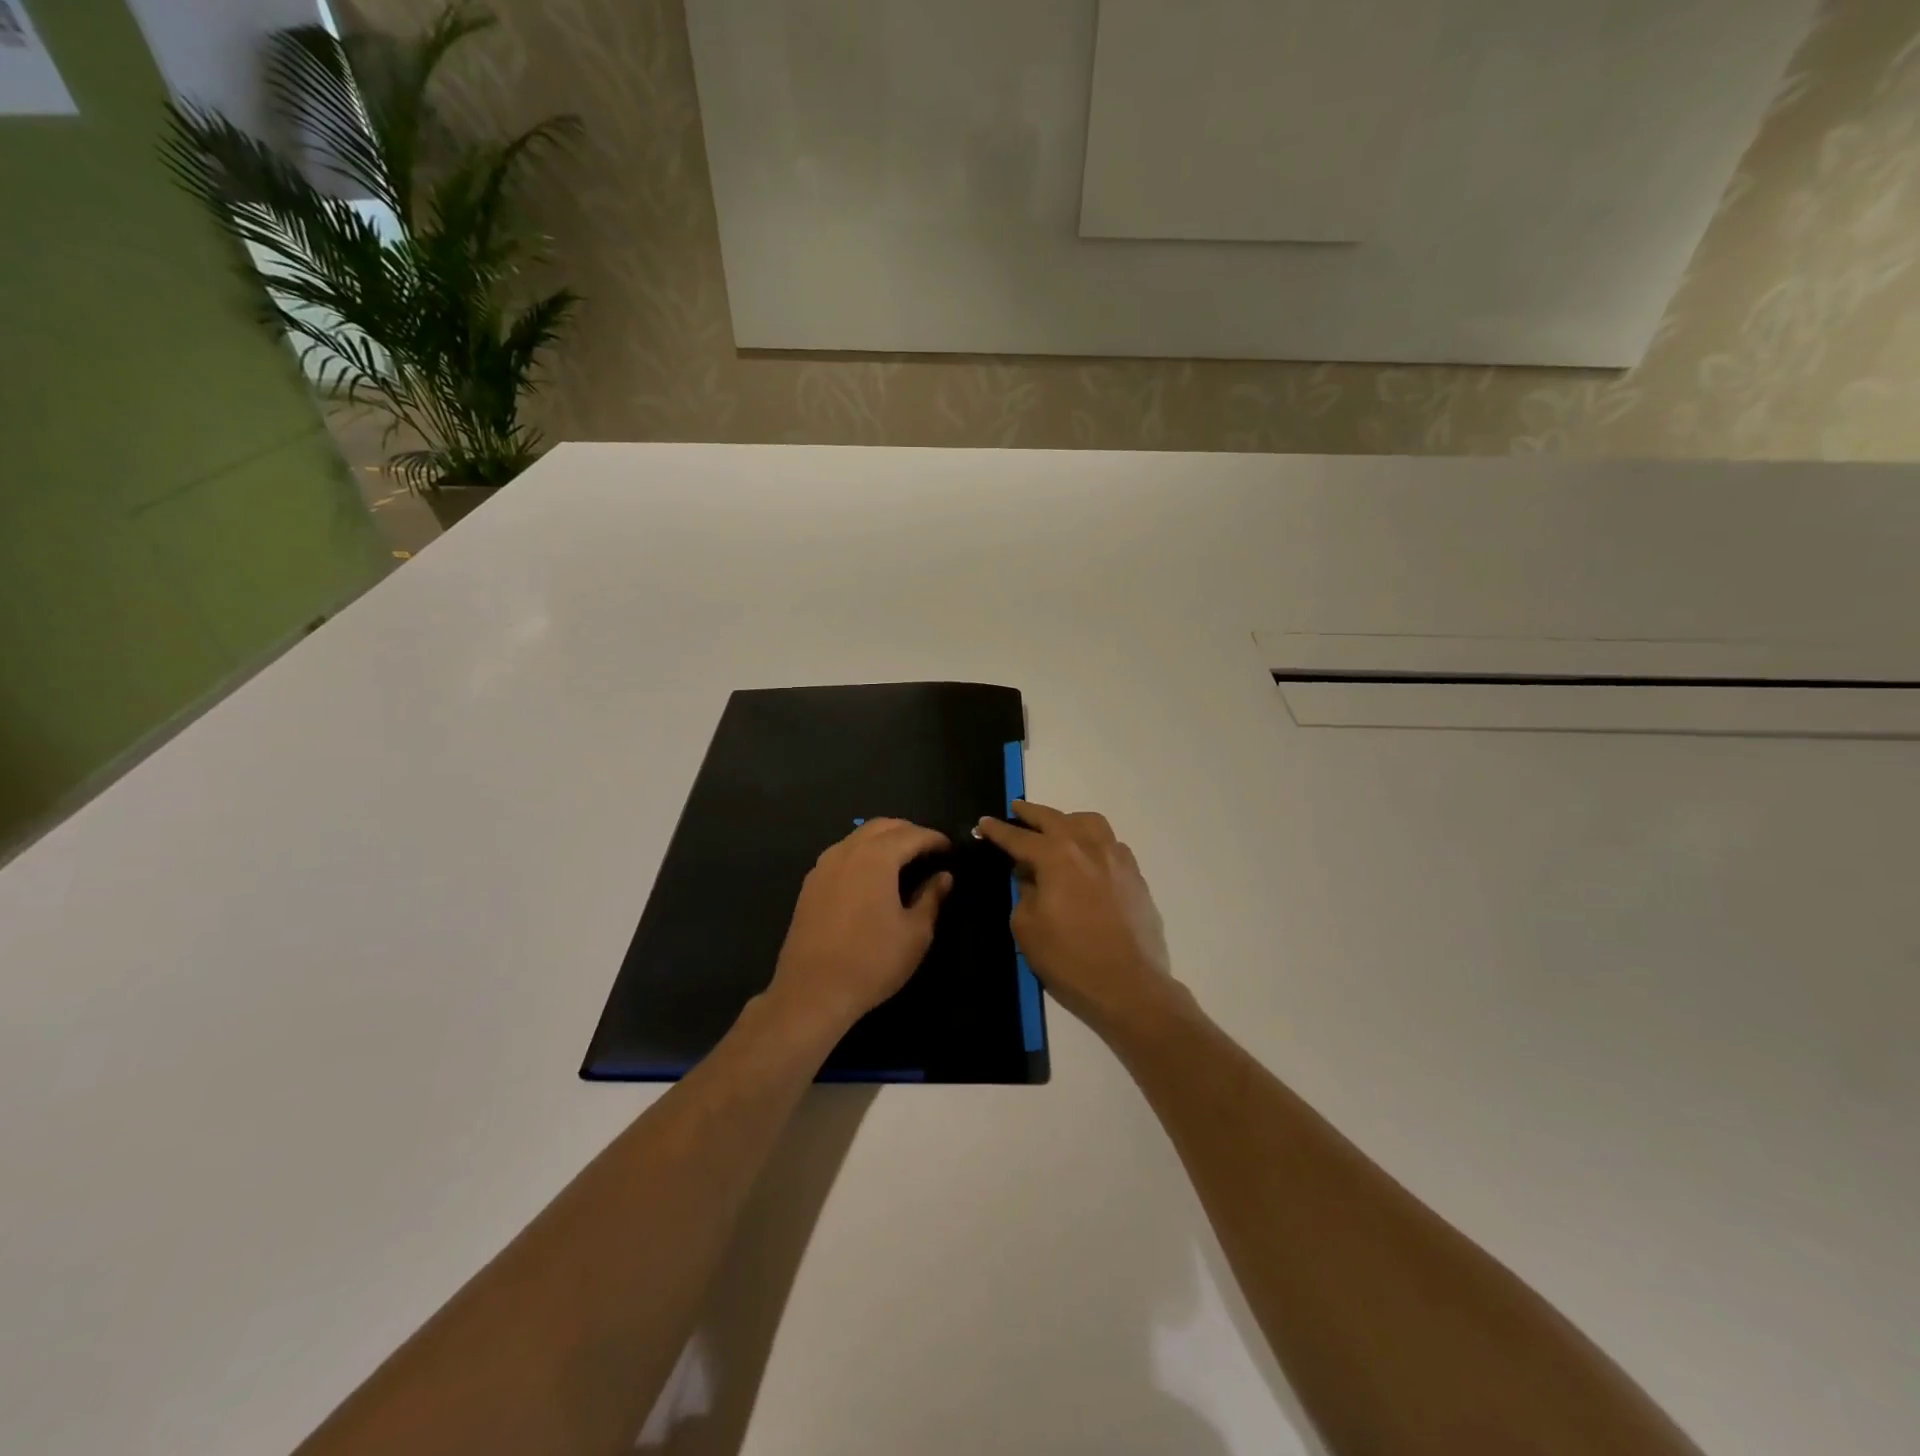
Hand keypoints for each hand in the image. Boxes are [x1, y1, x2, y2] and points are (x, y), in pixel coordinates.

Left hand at [765, 818, 953, 1043]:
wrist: (812, 992)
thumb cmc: (872, 961)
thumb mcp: (915, 933)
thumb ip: (931, 897)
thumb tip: (943, 876)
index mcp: (876, 857)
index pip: (912, 835)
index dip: (935, 839)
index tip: (950, 850)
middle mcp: (847, 851)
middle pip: (883, 826)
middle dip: (909, 832)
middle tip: (929, 850)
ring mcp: (823, 866)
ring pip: (859, 837)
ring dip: (884, 840)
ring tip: (904, 860)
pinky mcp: (810, 884)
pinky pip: (842, 854)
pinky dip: (863, 853)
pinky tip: (872, 877)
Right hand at [975, 801, 1180, 1041]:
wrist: (1129, 986)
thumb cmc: (1070, 960)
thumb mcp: (1028, 928)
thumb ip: (1024, 893)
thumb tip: (1031, 877)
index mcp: (1056, 857)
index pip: (1020, 838)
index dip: (998, 831)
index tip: (983, 823)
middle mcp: (1088, 847)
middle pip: (1055, 819)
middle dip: (1031, 813)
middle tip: (1016, 809)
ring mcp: (1116, 858)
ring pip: (1090, 823)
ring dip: (1068, 820)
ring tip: (1056, 828)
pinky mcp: (1135, 875)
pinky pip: (1111, 844)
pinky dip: (1094, 840)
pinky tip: (1089, 855)